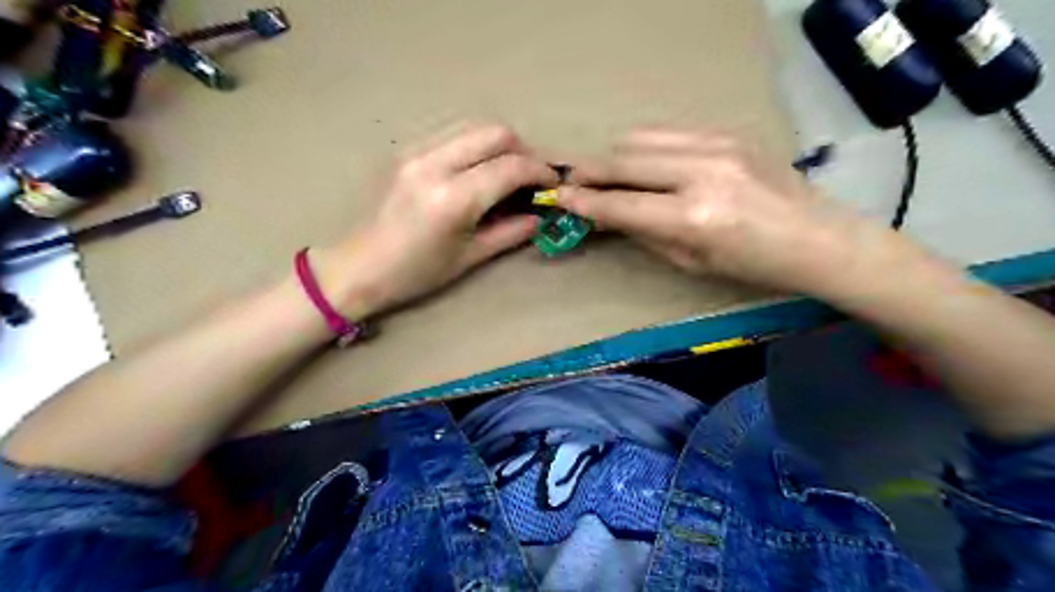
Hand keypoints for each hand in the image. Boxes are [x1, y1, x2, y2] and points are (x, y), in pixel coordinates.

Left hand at [312, 121, 559, 319]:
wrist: (358, 267)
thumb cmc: (416, 273)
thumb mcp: (469, 257)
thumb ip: (510, 232)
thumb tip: (540, 217)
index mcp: (453, 198)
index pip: (510, 167)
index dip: (539, 172)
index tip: (552, 184)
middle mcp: (434, 164)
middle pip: (495, 133)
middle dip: (523, 150)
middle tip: (530, 177)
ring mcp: (416, 152)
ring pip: (473, 126)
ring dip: (499, 144)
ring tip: (506, 172)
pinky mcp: (406, 151)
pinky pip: (452, 134)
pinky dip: (475, 145)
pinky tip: (477, 170)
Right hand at [555, 127, 911, 297]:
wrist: (815, 237)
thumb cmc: (751, 265)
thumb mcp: (690, 262)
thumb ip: (644, 233)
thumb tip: (606, 214)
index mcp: (694, 219)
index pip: (622, 204)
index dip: (585, 202)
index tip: (560, 199)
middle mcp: (701, 174)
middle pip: (624, 162)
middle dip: (590, 172)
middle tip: (572, 182)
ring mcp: (716, 145)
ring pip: (641, 138)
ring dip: (615, 156)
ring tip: (607, 174)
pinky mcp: (727, 133)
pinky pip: (668, 133)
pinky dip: (645, 148)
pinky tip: (643, 164)